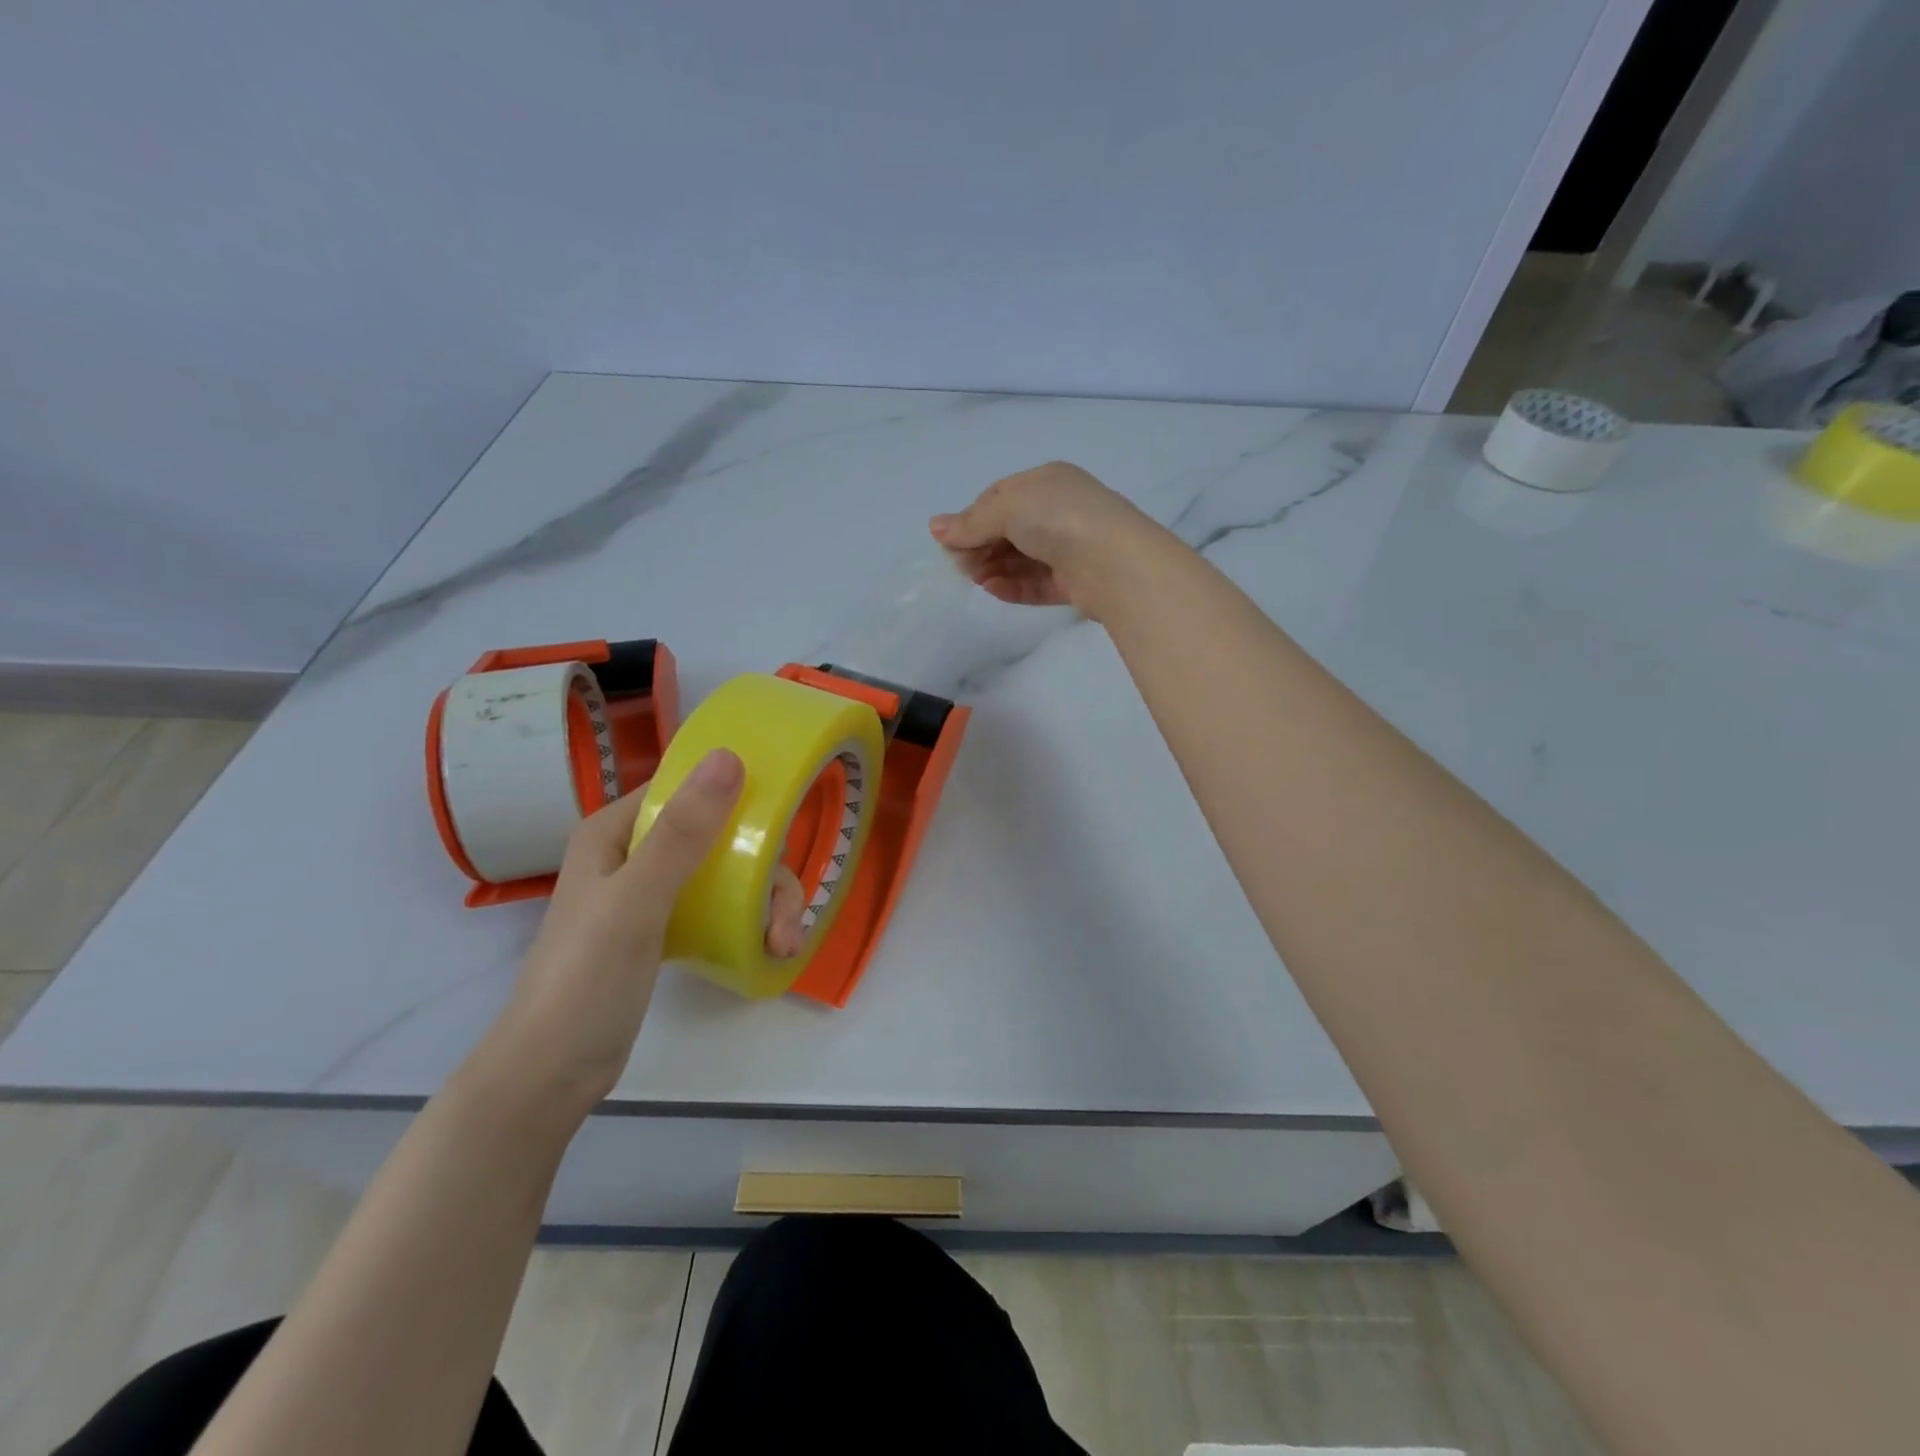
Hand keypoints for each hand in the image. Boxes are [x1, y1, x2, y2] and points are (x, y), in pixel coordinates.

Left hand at [480, 750, 804, 1109]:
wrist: (552, 1072)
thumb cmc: (586, 978)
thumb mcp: (637, 900)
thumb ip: (683, 832)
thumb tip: (730, 757)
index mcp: (617, 829)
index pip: (688, 788)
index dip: (739, 796)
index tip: (781, 824)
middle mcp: (635, 851)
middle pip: (721, 835)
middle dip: (764, 872)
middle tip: (785, 918)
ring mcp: (651, 892)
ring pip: (728, 873)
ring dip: (765, 903)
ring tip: (782, 944)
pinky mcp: (664, 928)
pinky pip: (720, 906)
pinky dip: (748, 922)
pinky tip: (768, 948)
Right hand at [929, 461, 1161, 618]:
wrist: (1112, 561)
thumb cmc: (1058, 518)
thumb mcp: (1007, 509)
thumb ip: (970, 522)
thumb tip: (935, 527)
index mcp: (1048, 482)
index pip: (1000, 498)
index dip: (973, 518)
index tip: (951, 541)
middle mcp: (1060, 512)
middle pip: (1010, 530)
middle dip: (982, 547)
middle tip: (960, 565)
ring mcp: (1070, 548)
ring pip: (1023, 559)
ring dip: (995, 568)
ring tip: (975, 579)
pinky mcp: (1075, 582)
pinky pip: (1037, 583)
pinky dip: (1014, 586)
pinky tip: (993, 590)